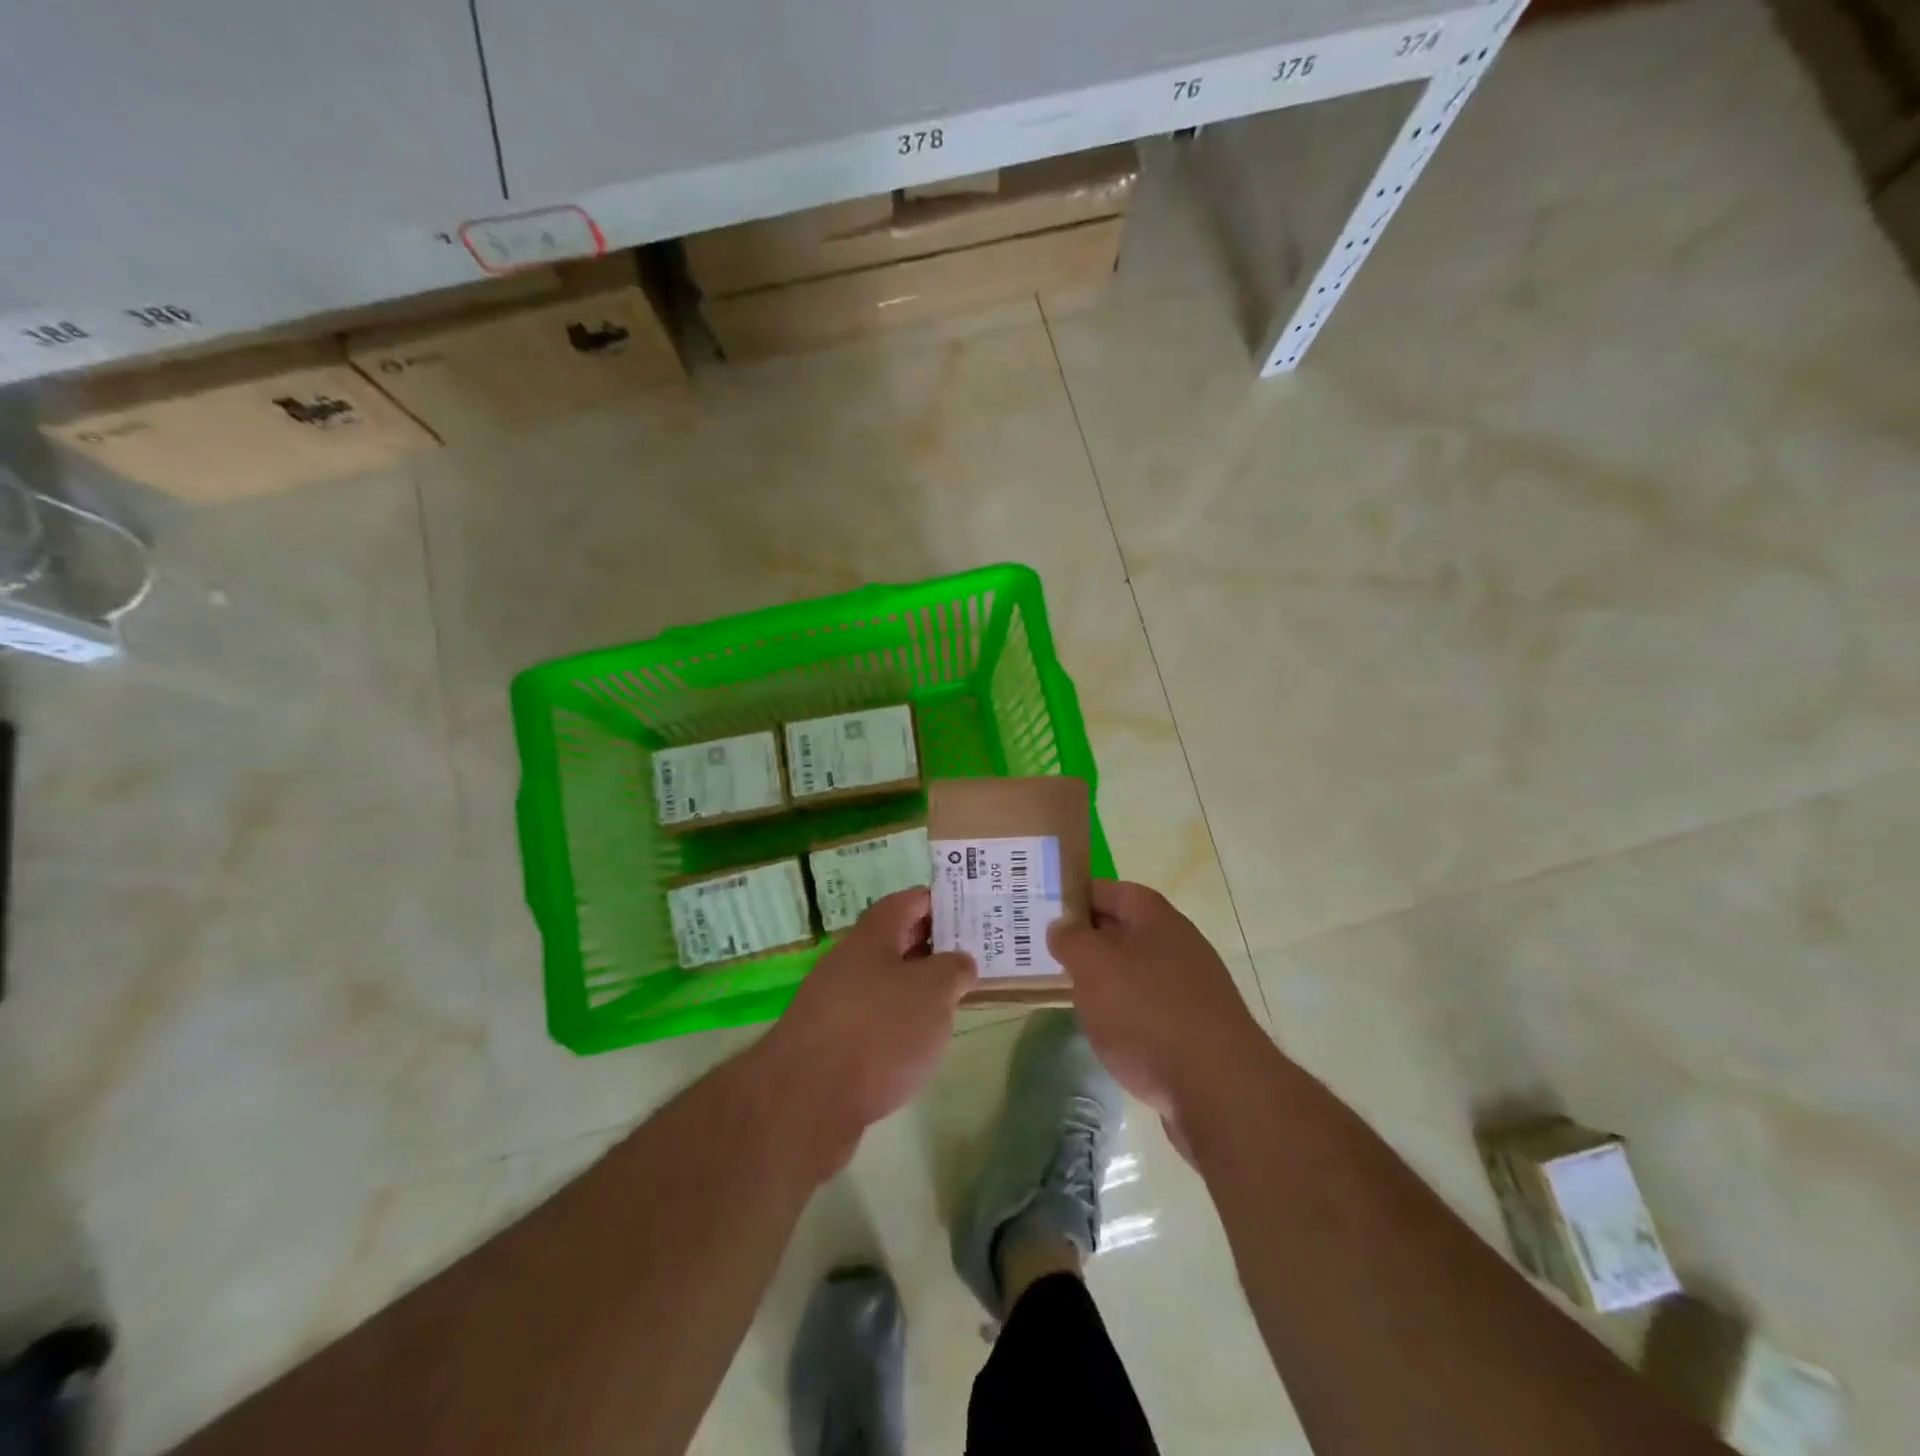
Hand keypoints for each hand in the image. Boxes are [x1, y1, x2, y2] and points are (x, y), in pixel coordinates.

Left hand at [758, 888, 974, 1172]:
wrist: (806, 1100)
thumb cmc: (878, 1031)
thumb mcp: (933, 991)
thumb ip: (953, 969)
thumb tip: (958, 963)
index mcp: (872, 936)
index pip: (908, 902)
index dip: (939, 902)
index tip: (970, 912)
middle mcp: (849, 961)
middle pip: (894, 941)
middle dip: (932, 946)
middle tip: (970, 956)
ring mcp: (834, 1002)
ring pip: (884, 982)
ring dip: (915, 987)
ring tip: (951, 1001)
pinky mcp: (829, 1043)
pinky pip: (872, 1018)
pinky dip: (897, 1022)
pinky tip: (916, 1044)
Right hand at [1049, 881, 1265, 1125]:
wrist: (1220, 1091)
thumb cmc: (1149, 1013)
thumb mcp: (1094, 966)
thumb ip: (1071, 939)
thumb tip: (1062, 926)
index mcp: (1157, 919)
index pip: (1113, 891)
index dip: (1079, 896)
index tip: (1045, 912)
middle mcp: (1178, 946)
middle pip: (1124, 932)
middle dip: (1087, 941)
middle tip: (1046, 954)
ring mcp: (1191, 991)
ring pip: (1135, 973)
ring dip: (1104, 981)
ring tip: (1070, 995)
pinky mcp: (1195, 1032)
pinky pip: (1149, 1011)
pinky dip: (1125, 1016)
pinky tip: (1107, 1035)